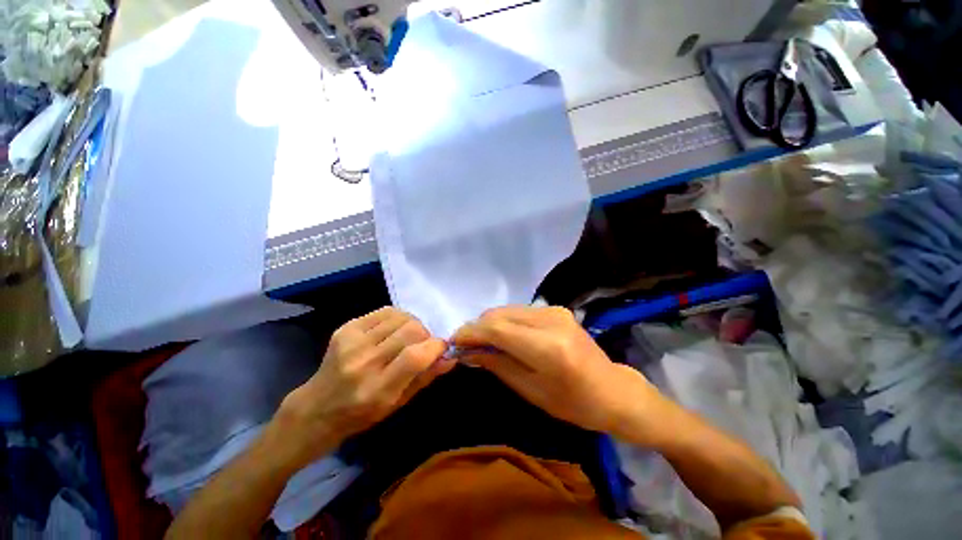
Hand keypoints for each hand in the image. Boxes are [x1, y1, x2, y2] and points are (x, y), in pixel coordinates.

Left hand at [277, 308, 453, 464]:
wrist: (317, 408)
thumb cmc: (362, 413)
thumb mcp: (398, 403)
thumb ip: (426, 377)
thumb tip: (450, 357)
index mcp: (378, 390)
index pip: (415, 357)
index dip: (435, 346)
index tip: (441, 347)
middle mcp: (364, 363)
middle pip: (410, 330)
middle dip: (425, 334)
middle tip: (423, 344)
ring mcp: (352, 342)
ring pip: (400, 317)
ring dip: (413, 325)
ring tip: (407, 337)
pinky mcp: (346, 328)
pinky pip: (385, 311)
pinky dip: (398, 318)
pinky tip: (393, 330)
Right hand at [453, 306, 670, 440]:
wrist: (612, 390)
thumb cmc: (573, 403)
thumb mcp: (530, 390)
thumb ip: (497, 364)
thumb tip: (468, 351)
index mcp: (547, 347)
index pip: (497, 328)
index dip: (471, 332)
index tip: (453, 341)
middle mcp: (550, 320)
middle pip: (499, 314)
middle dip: (477, 326)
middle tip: (465, 344)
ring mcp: (554, 310)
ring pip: (507, 309)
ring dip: (490, 323)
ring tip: (481, 341)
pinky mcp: (555, 309)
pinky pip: (519, 311)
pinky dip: (504, 321)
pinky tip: (502, 335)